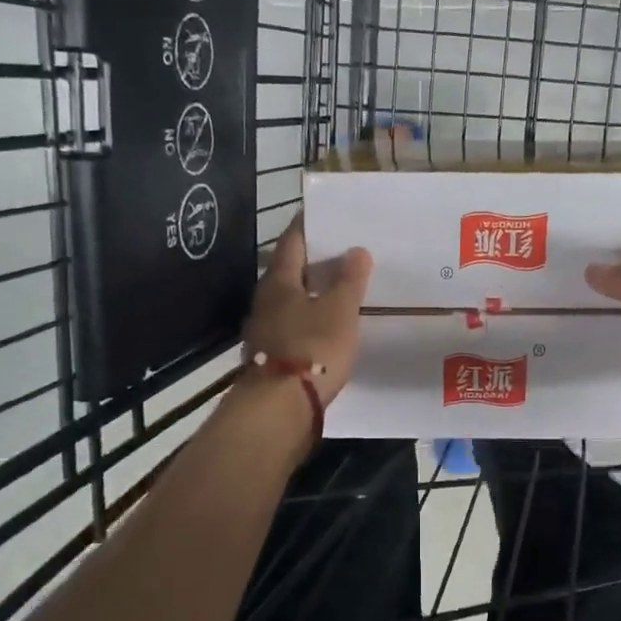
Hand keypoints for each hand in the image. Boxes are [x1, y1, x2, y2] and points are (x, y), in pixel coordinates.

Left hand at [242, 217, 371, 404]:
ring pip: (290, 300)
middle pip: (288, 271)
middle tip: (341, 251)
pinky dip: (309, 318)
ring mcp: (265, 330)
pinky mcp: (271, 356)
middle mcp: (265, 301)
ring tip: (339, 287)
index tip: (322, 213)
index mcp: (279, 282)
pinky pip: (292, 325)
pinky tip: (327, 325)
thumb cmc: (312, 348)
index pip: (292, 242)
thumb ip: (349, 280)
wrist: (280, 407)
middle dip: (312, 260)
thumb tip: (356, 250)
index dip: (306, 225)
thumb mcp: (340, 311)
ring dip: (311, 291)